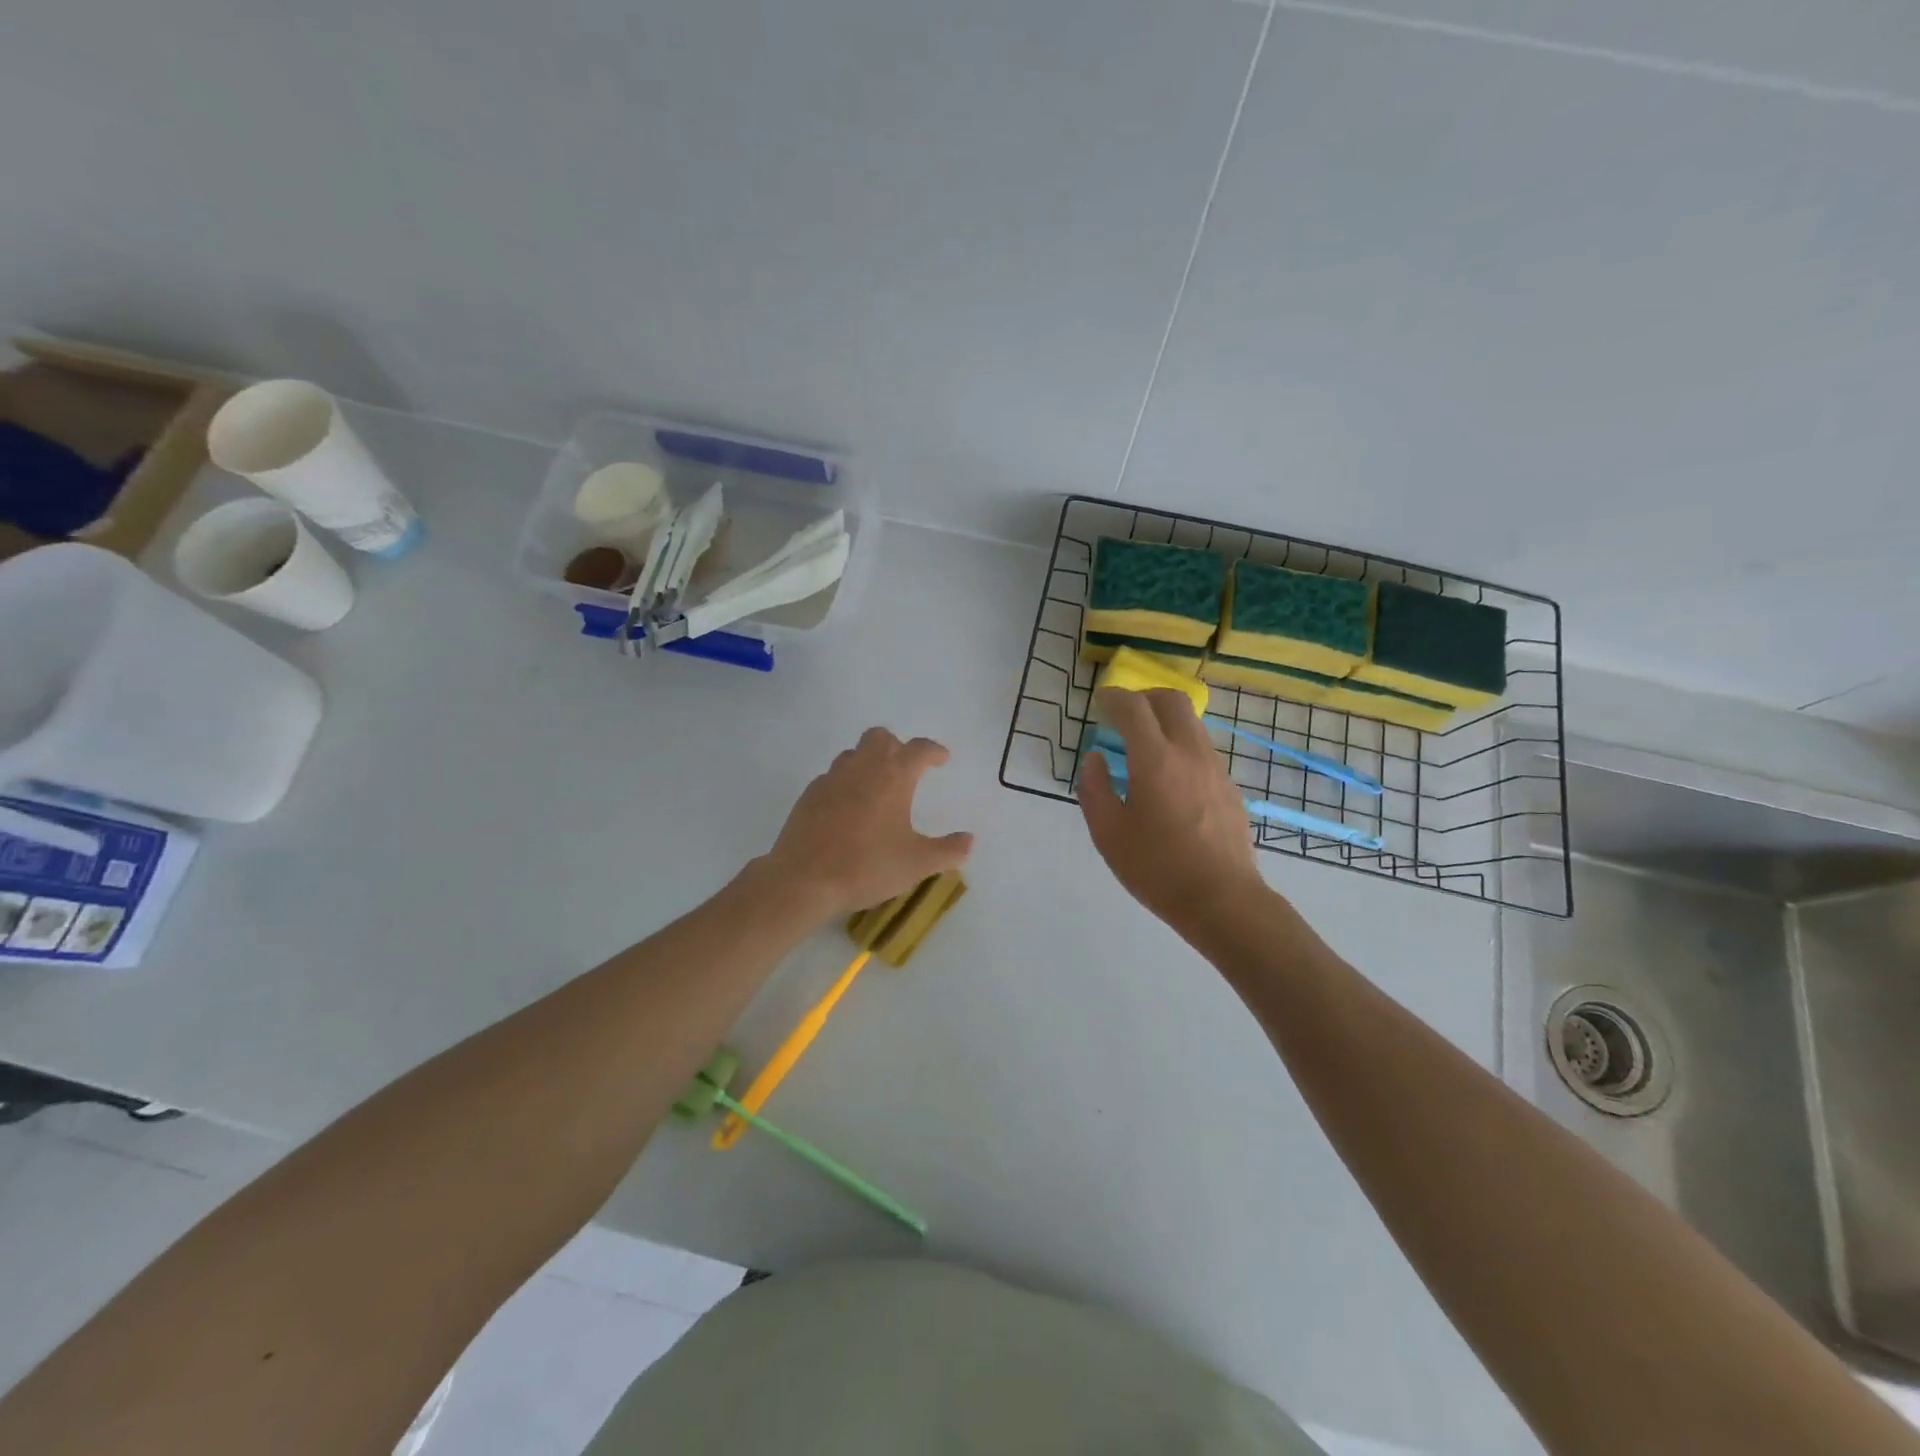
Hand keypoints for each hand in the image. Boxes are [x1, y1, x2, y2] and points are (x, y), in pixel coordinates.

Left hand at [762, 728, 973, 919]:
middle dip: (897, 747)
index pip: (919, 749)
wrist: (804, 879)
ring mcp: (831, 778)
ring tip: (877, 788)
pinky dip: (845, 783)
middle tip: (907, 770)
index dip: (934, 751)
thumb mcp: (917, 864)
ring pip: (853, 754)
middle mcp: (862, 768)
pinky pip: (832, 776)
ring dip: (869, 761)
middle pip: (881, 738)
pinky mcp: (809, 795)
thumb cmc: (867, 866)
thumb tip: (969, 840)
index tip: (942, 759)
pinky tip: (848, 809)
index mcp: (893, 776)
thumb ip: (948, 850)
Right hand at [1079, 688, 1265, 938]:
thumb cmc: (1157, 868)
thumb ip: (1094, 789)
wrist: (1222, 899)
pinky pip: (1202, 748)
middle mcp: (1189, 752)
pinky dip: (1181, 744)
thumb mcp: (1108, 833)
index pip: (1133, 708)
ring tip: (1144, 745)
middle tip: (1123, 713)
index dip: (1113, 697)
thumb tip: (1095, 759)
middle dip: (1144, 697)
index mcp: (1155, 760)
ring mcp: (1215, 768)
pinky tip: (1169, 776)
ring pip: (1191, 723)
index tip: (1100, 702)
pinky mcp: (1229, 786)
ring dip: (1165, 720)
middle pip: (1171, 700)